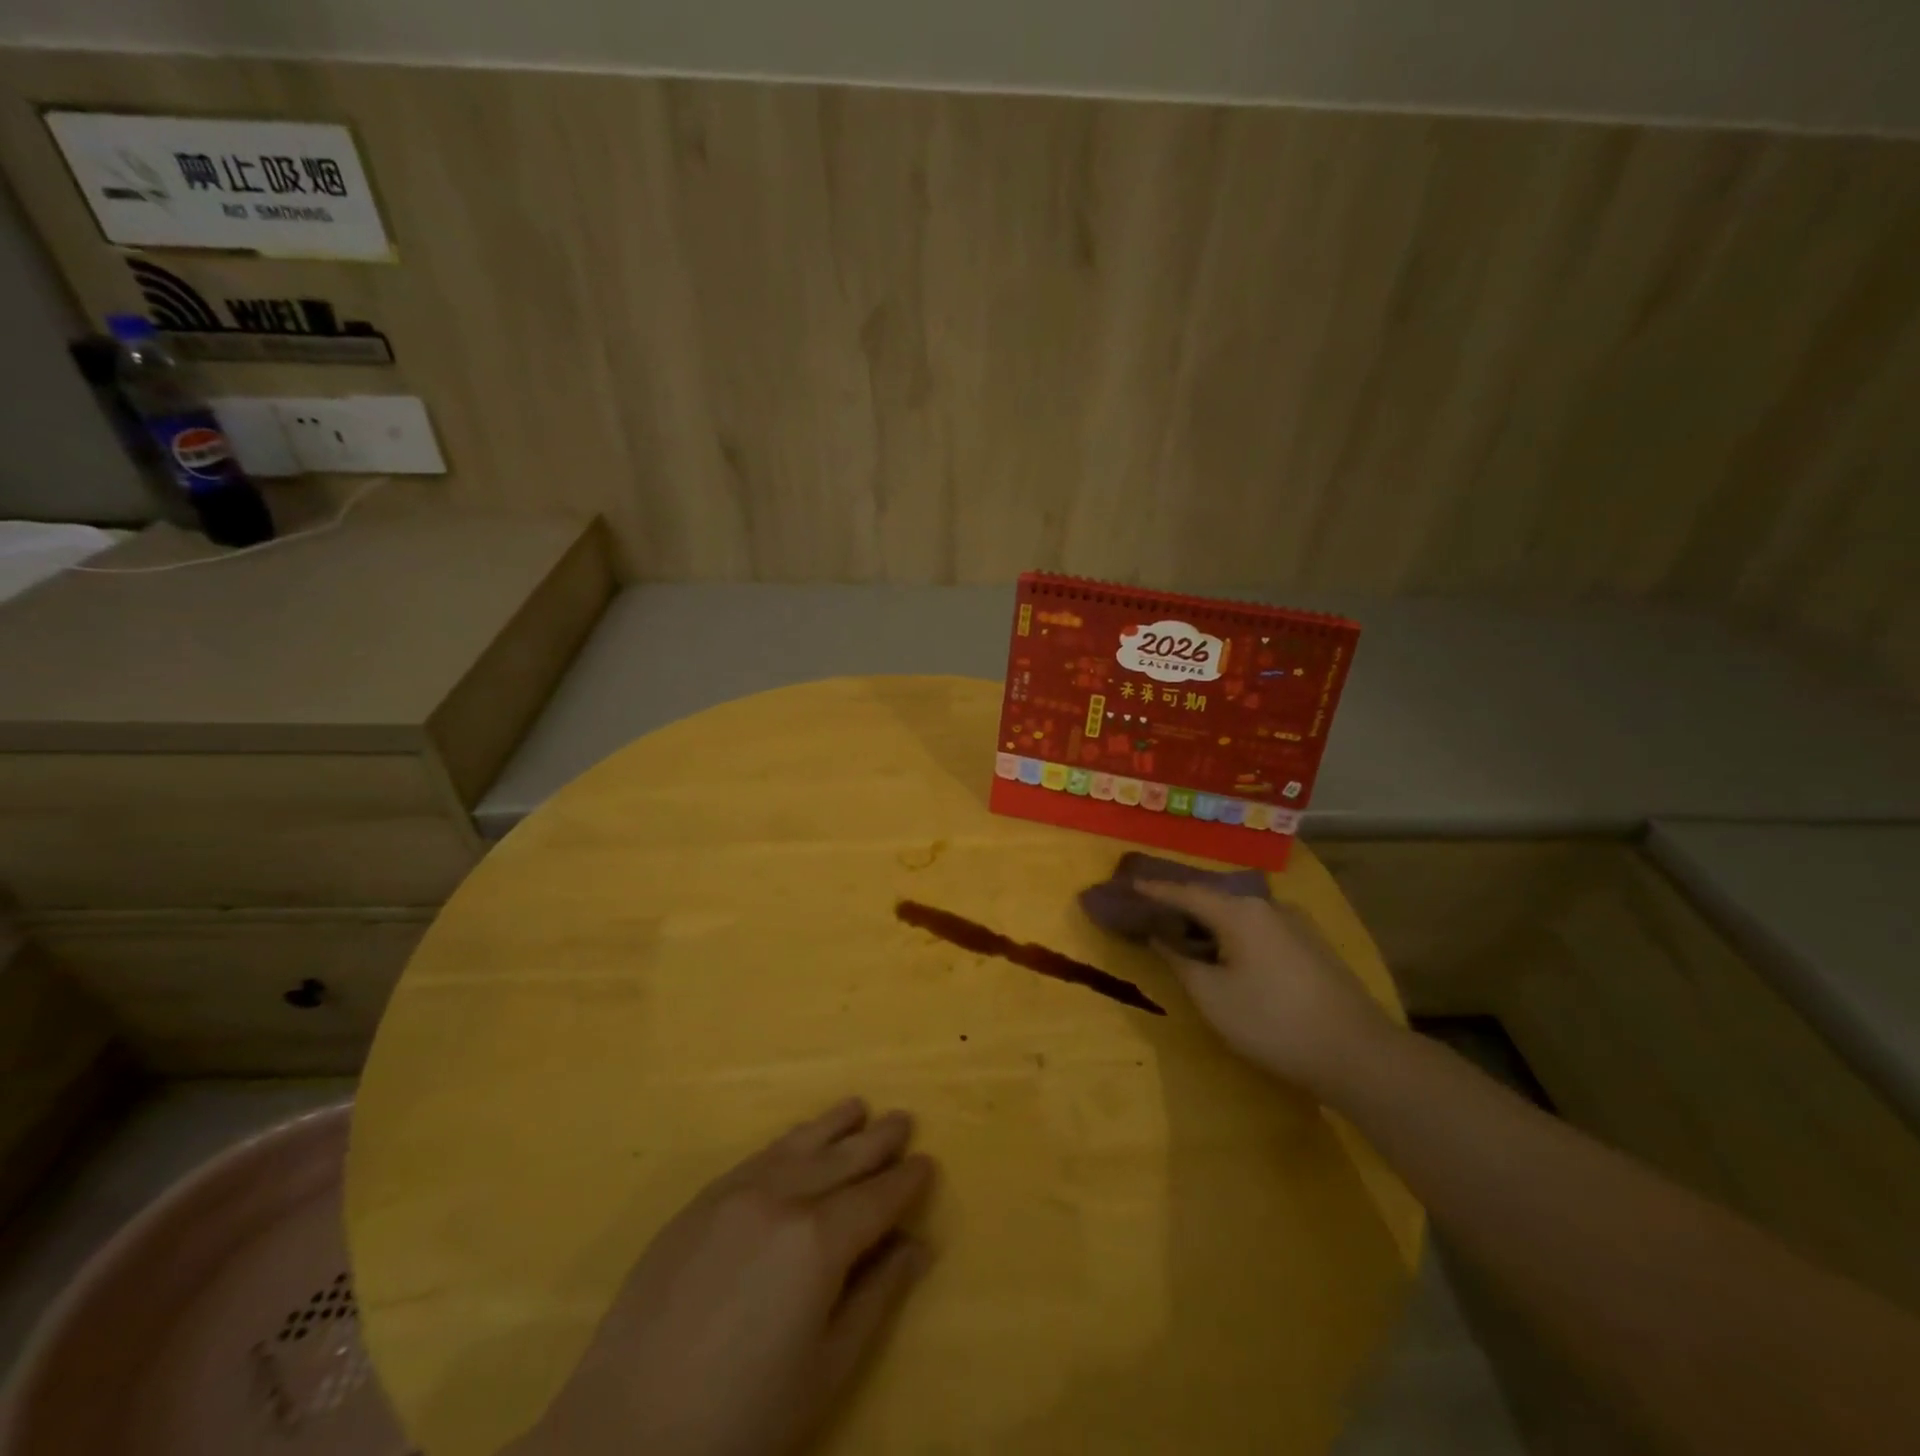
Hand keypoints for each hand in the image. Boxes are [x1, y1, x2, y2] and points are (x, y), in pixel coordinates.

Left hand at [512, 1098, 936, 1455]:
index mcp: (818, 1242)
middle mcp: (780, 1198)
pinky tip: (799, 1137)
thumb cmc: (740, 1421)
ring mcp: (734, 1193)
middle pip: (842, 1159)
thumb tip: (919, 1246)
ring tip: (859, 1107)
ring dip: (834, 1126)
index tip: (928, 1162)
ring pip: (799, 1144)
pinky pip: (757, 1155)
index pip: (877, 1198)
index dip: (906, 1181)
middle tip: (904, 1119)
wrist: (621, 1439)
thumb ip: (876, 1298)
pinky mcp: (698, 1202)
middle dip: (878, 1140)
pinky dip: (788, 1141)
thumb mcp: (825, 1372)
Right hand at [1137, 881, 1398, 1098]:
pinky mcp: (1310, 946)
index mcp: (1240, 912)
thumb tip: (1159, 937)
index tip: (1127, 884)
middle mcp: (1267, 906)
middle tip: (1151, 908)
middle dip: (1180, 903)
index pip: (1185, 892)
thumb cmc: (1273, 1022)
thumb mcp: (1212, 996)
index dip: (1153, 890)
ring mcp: (1295, 925)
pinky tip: (1224, 951)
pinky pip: (1258, 928)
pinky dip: (1231, 933)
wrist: (1359, 1055)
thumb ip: (1179, 961)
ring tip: (1182, 930)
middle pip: (1213, 898)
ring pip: (1238, 914)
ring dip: (1207, 921)